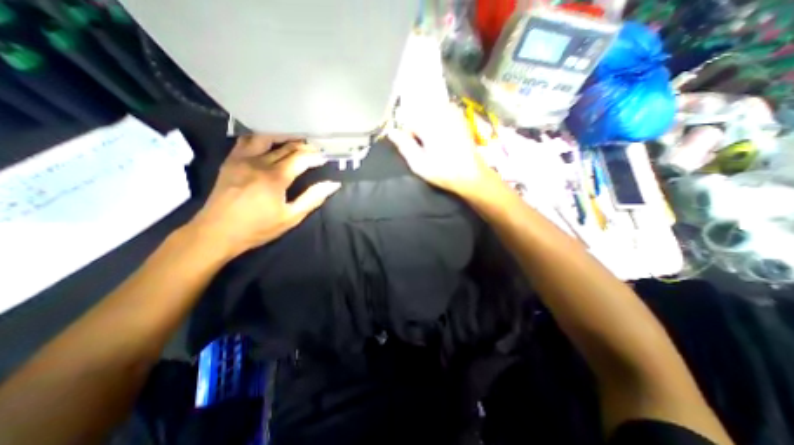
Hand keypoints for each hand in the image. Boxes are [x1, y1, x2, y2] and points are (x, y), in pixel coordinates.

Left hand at [192, 137, 341, 258]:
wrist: (216, 232)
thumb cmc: (258, 227)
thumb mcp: (291, 217)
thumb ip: (313, 198)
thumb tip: (332, 184)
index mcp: (275, 177)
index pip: (300, 158)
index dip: (315, 157)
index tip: (325, 158)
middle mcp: (259, 163)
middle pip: (286, 147)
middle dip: (304, 147)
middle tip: (315, 149)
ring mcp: (241, 159)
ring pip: (265, 138)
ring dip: (283, 137)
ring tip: (295, 141)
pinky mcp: (230, 161)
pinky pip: (246, 141)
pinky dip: (262, 139)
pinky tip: (269, 144)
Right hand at [388, 102, 498, 197]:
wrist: (472, 175)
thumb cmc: (444, 172)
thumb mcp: (419, 164)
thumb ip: (404, 145)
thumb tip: (391, 132)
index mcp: (429, 124)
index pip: (409, 121)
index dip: (408, 135)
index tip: (413, 149)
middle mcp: (441, 113)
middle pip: (420, 115)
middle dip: (418, 129)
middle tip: (424, 148)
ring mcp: (453, 114)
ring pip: (431, 113)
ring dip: (428, 126)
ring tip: (434, 144)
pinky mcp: (461, 118)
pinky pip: (443, 113)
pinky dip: (439, 123)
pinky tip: (443, 139)